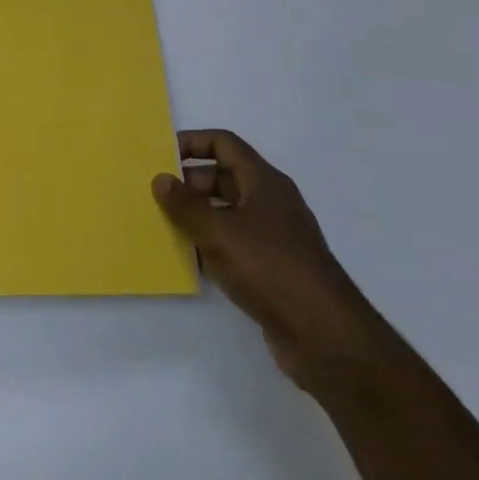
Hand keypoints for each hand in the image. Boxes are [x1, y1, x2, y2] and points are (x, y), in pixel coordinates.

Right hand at [153, 129, 385, 391]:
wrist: (324, 336)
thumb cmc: (271, 268)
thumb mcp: (220, 232)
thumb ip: (186, 205)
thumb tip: (160, 179)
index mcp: (263, 181)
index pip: (224, 144)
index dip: (193, 143)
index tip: (161, 154)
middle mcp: (269, 203)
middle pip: (223, 178)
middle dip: (188, 183)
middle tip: (154, 193)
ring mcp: (272, 238)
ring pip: (226, 214)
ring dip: (196, 216)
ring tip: (160, 223)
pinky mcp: (270, 270)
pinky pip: (232, 246)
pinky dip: (209, 247)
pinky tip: (185, 259)